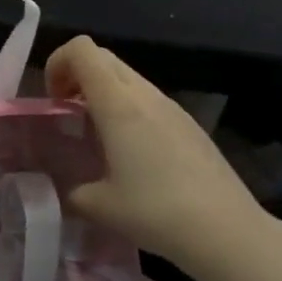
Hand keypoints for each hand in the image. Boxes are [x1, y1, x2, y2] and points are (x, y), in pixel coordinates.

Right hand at [45, 37, 268, 273]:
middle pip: (102, 57)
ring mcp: (170, 105)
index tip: (53, 101)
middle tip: (68, 112)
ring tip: (97, 135)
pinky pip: (148, 98)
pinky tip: (133, 153)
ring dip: (103, 92)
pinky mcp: (188, 122)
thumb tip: (66, 190)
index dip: (58, 63)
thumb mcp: (100, 206)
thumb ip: (72, 190)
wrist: (227, 231)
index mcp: (117, 103)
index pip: (81, 49)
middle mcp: (143, 93)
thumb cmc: (157, 212)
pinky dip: (128, 108)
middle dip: (76, 75)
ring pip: (126, 76)